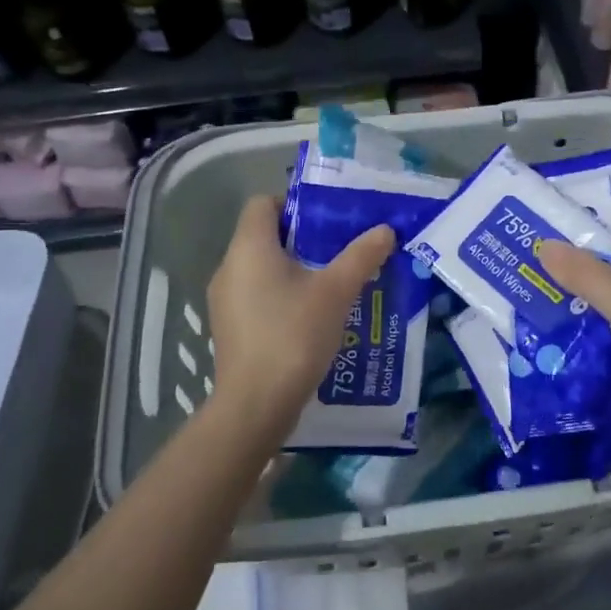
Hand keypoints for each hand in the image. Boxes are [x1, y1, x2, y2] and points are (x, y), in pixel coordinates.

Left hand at [205, 195, 394, 445]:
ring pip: (262, 268)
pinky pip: (258, 296)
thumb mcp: (336, 292)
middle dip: (304, 238)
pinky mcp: (230, 328)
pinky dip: (283, 295)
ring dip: (296, 269)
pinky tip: (313, 316)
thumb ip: (361, 256)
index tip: (328, 219)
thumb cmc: (293, 335)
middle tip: (341, 248)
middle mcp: (229, 267)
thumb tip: (385, 230)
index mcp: (249, 247)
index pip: (263, 203)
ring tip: (333, 282)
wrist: (256, 405)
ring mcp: (225, 301)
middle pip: (265, 235)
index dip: (295, 203)